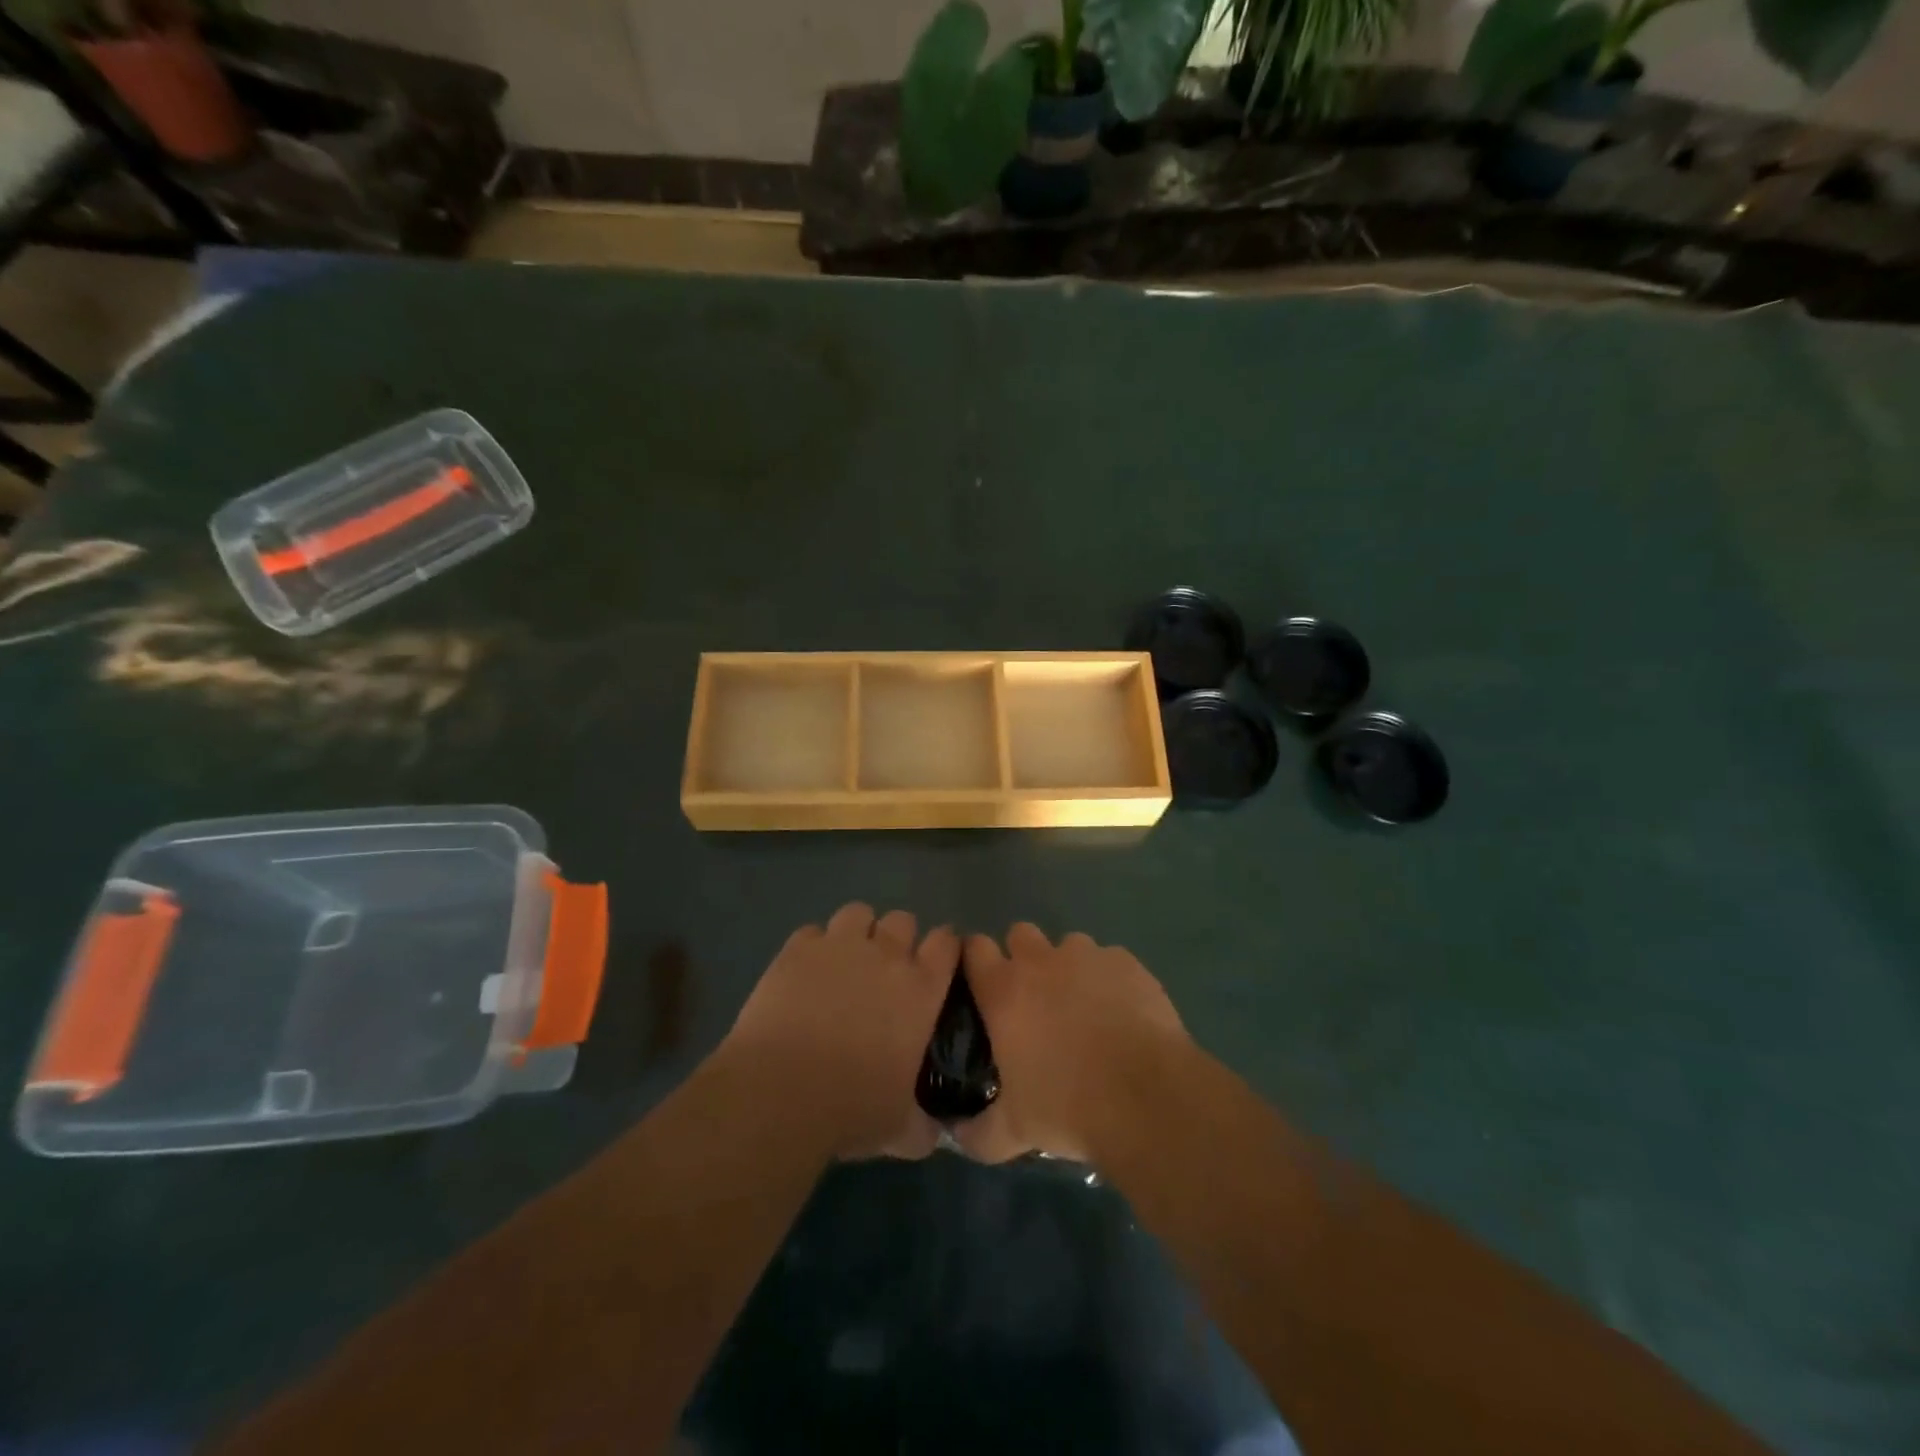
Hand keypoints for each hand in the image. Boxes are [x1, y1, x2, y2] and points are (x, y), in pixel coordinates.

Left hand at [719, 903, 957, 1160]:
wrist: (782, 1093)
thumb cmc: (852, 1110)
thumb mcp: (901, 1129)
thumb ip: (923, 1125)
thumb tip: (933, 1135)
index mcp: (921, 989)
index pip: (947, 943)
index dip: (944, 947)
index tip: (937, 962)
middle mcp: (886, 955)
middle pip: (903, 920)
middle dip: (898, 939)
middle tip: (884, 971)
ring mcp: (840, 946)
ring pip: (859, 913)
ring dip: (857, 933)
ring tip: (844, 963)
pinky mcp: (798, 948)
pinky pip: (813, 931)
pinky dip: (813, 948)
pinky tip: (804, 974)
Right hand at [954, 923, 1189, 1164]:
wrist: (1145, 1097)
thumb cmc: (1067, 1107)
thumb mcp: (1013, 1131)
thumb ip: (978, 1131)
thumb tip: (957, 1135)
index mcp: (1003, 990)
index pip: (974, 948)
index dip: (975, 960)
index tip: (980, 983)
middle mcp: (1040, 961)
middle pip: (1020, 934)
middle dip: (1023, 957)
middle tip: (1034, 998)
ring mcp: (1087, 956)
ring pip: (1068, 945)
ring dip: (1069, 968)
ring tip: (1085, 1008)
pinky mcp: (1127, 962)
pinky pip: (1110, 960)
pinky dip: (1110, 979)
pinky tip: (1122, 1012)